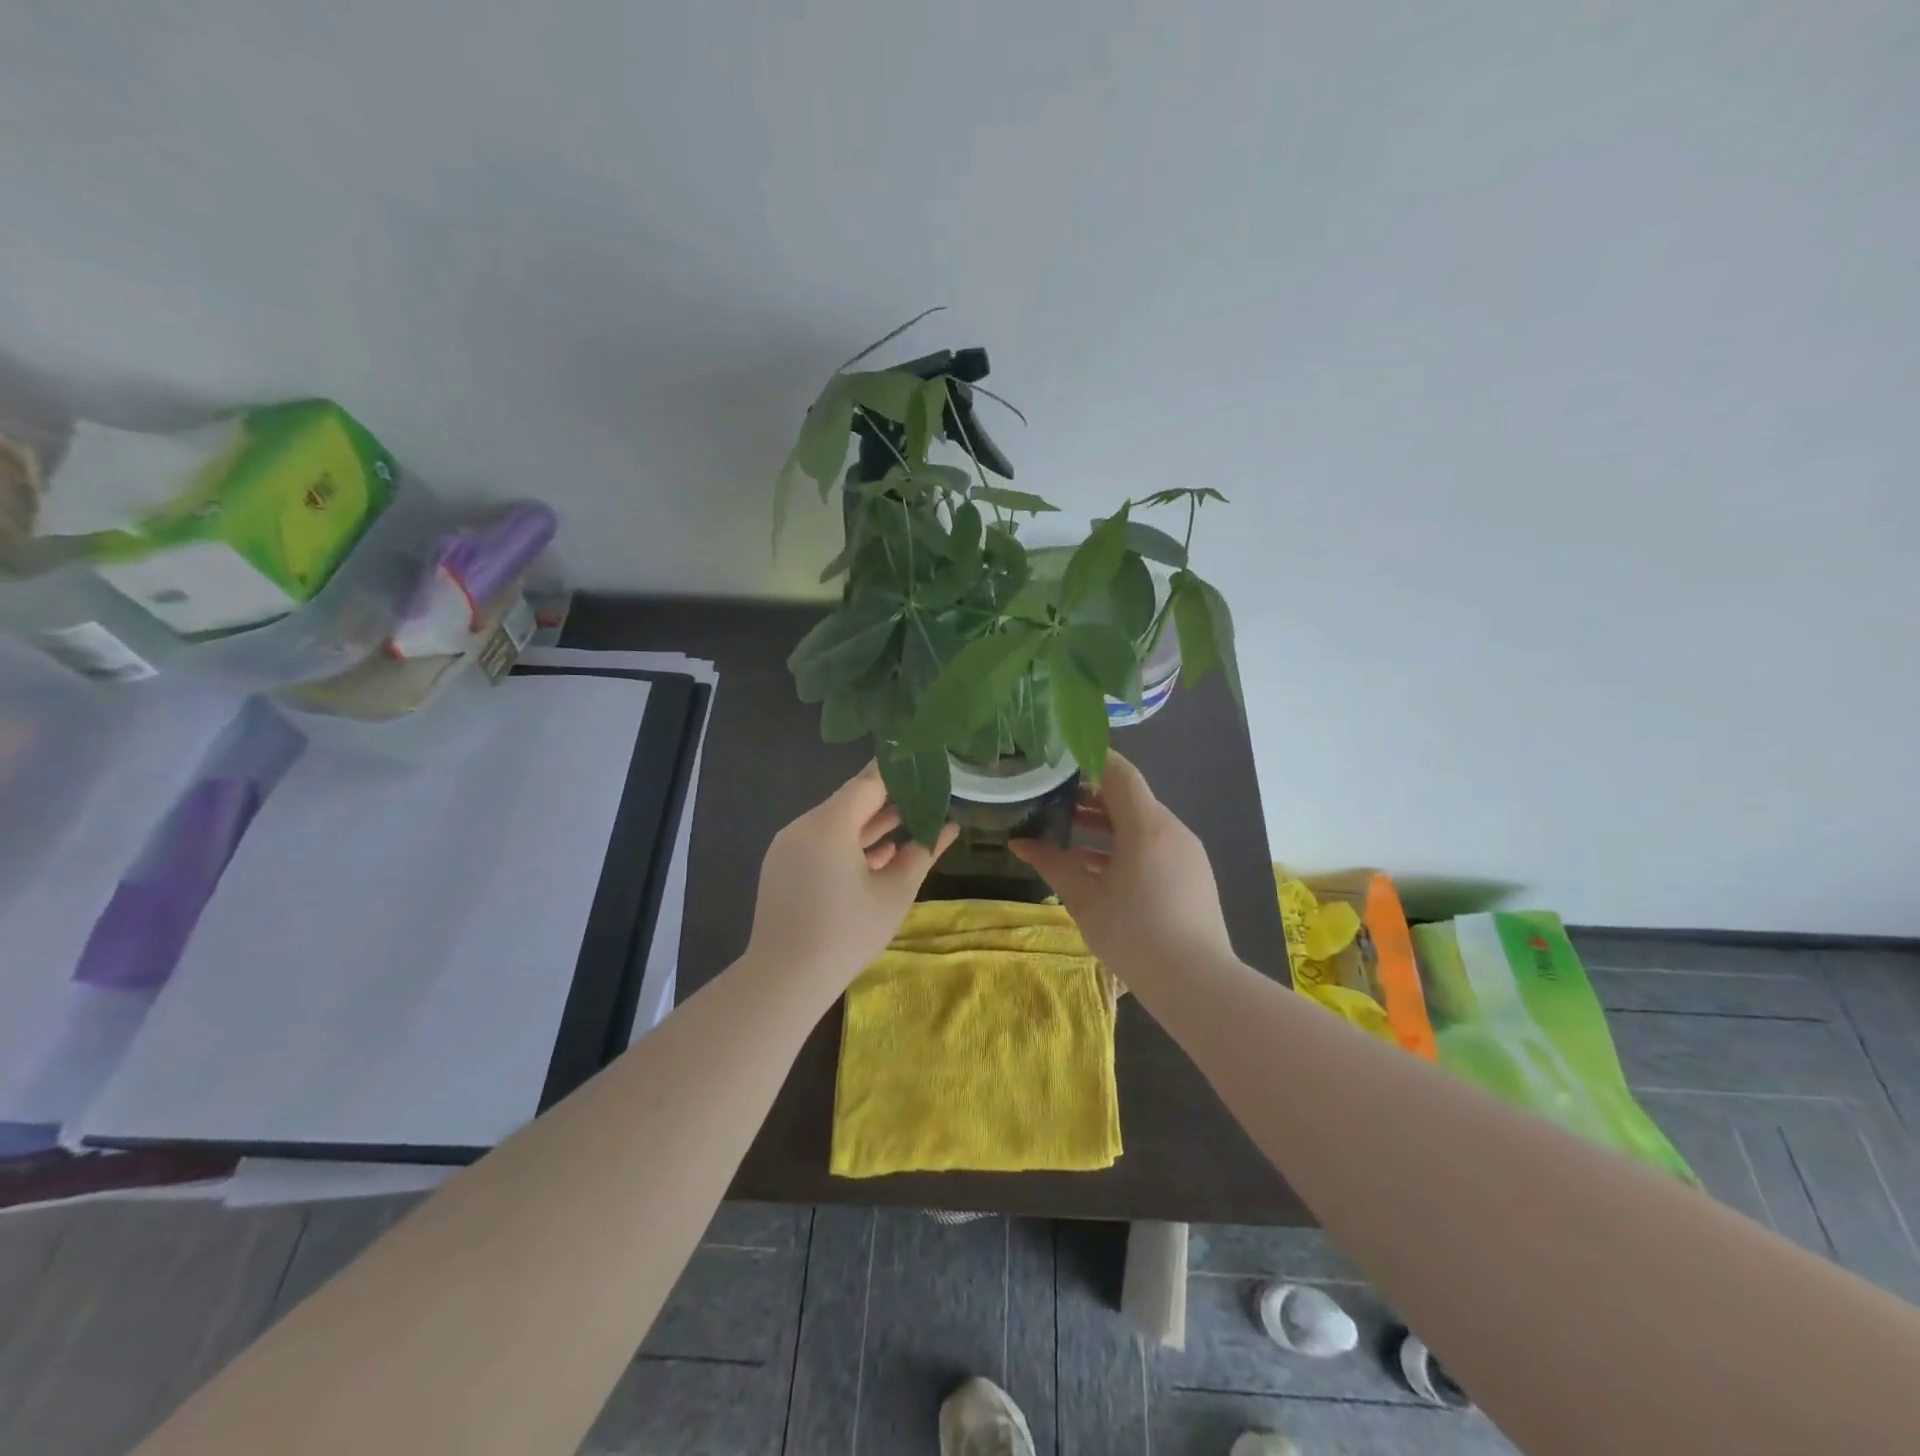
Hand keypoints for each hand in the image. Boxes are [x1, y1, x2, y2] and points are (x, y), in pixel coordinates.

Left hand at [746, 763, 957, 987]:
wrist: (785, 979)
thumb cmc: (848, 933)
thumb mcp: (895, 892)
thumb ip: (923, 852)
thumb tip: (950, 827)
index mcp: (830, 823)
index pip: (868, 782)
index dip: (898, 772)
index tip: (924, 763)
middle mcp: (804, 825)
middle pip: (850, 800)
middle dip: (888, 800)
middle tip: (925, 796)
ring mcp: (788, 845)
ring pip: (835, 822)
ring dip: (869, 824)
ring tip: (908, 825)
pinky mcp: (781, 865)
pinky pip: (820, 842)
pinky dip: (848, 844)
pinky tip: (878, 857)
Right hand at [1009, 752, 1233, 983]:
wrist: (1196, 983)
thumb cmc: (1134, 934)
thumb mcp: (1084, 898)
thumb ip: (1052, 864)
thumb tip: (1018, 842)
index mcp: (1146, 825)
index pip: (1118, 772)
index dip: (1088, 759)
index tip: (1057, 760)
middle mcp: (1170, 828)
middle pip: (1129, 797)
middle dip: (1090, 795)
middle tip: (1051, 798)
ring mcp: (1186, 851)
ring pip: (1141, 823)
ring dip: (1106, 823)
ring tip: (1067, 830)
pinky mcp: (1192, 873)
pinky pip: (1154, 845)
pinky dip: (1125, 845)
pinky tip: (1097, 866)